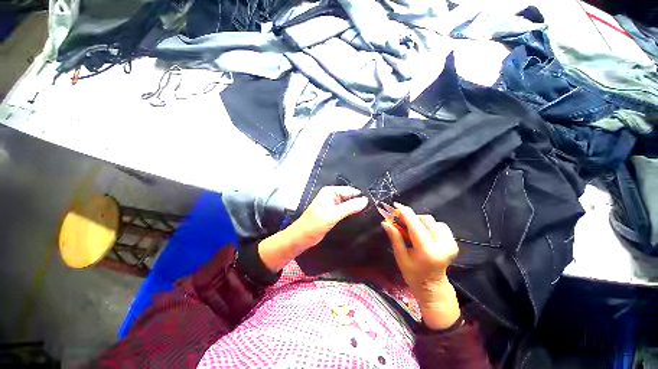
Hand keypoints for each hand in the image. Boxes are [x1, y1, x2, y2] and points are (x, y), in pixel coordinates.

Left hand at [259, 186, 367, 271]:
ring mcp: (332, 205)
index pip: (350, 190)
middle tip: (373, 211)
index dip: (361, 196)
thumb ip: (350, 207)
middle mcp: (331, 196)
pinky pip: (344, 211)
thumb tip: (366, 200)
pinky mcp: (332, 213)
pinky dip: (350, 213)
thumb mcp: (333, 215)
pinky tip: (359, 218)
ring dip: (355, 209)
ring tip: (369, 215)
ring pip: (347, 204)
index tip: (374, 204)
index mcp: (330, 192)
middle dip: (359, 203)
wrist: (301, 237)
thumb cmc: (315, 224)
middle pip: (349, 197)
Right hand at [381, 203, 460, 329]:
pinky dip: (429, 226)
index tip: (396, 206)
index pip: (416, 226)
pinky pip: (440, 226)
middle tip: (401, 220)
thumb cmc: (413, 274)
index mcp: (427, 252)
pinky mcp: (453, 243)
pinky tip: (423, 233)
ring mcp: (450, 244)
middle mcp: (442, 246)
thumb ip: (395, 237)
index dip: (405, 213)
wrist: (433, 287)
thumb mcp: (400, 257)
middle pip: (426, 219)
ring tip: (411, 229)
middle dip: (412, 217)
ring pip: (433, 221)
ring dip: (420, 221)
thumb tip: (385, 222)